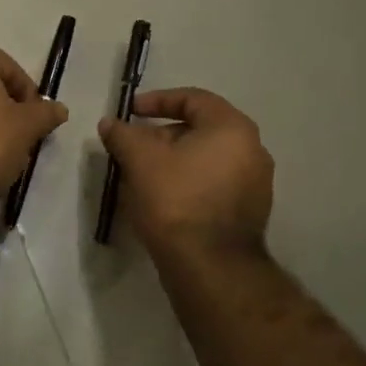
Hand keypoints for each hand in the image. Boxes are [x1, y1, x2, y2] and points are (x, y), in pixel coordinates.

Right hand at [98, 88, 273, 256]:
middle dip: (162, 135)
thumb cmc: (176, 201)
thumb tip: (110, 123)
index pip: (193, 98)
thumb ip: (123, 135)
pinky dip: (189, 181)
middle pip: (201, 129)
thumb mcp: (140, 161)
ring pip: (207, 158)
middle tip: (133, 148)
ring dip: (174, 160)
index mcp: (232, 128)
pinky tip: (163, 198)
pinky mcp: (250, 211)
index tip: (131, 112)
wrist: (210, 267)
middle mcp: (253, 149)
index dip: (157, 101)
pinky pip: (215, 183)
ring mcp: (256, 183)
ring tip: (143, 174)